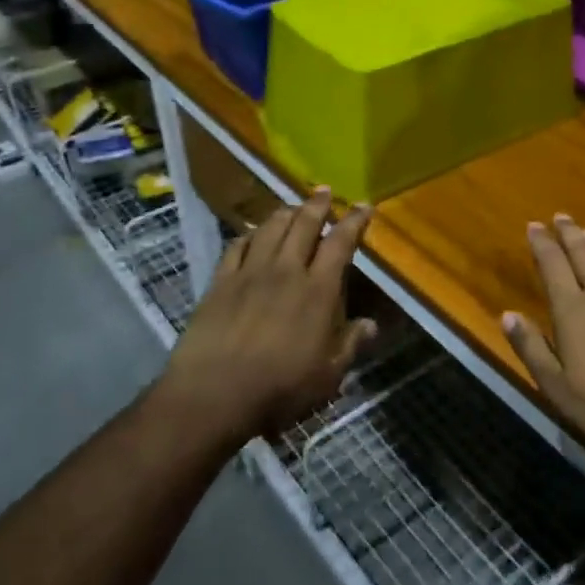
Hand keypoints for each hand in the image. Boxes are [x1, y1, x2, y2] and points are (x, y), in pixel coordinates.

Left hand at [162, 187, 375, 442]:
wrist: (213, 393)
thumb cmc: (279, 388)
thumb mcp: (327, 376)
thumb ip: (350, 345)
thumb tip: (371, 324)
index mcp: (317, 290)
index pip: (340, 244)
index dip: (353, 222)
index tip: (363, 206)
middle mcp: (285, 270)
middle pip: (303, 225)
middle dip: (317, 205)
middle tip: (324, 191)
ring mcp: (249, 273)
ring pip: (270, 229)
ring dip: (284, 213)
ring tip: (292, 205)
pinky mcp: (220, 282)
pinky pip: (236, 246)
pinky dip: (248, 234)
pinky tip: (251, 232)